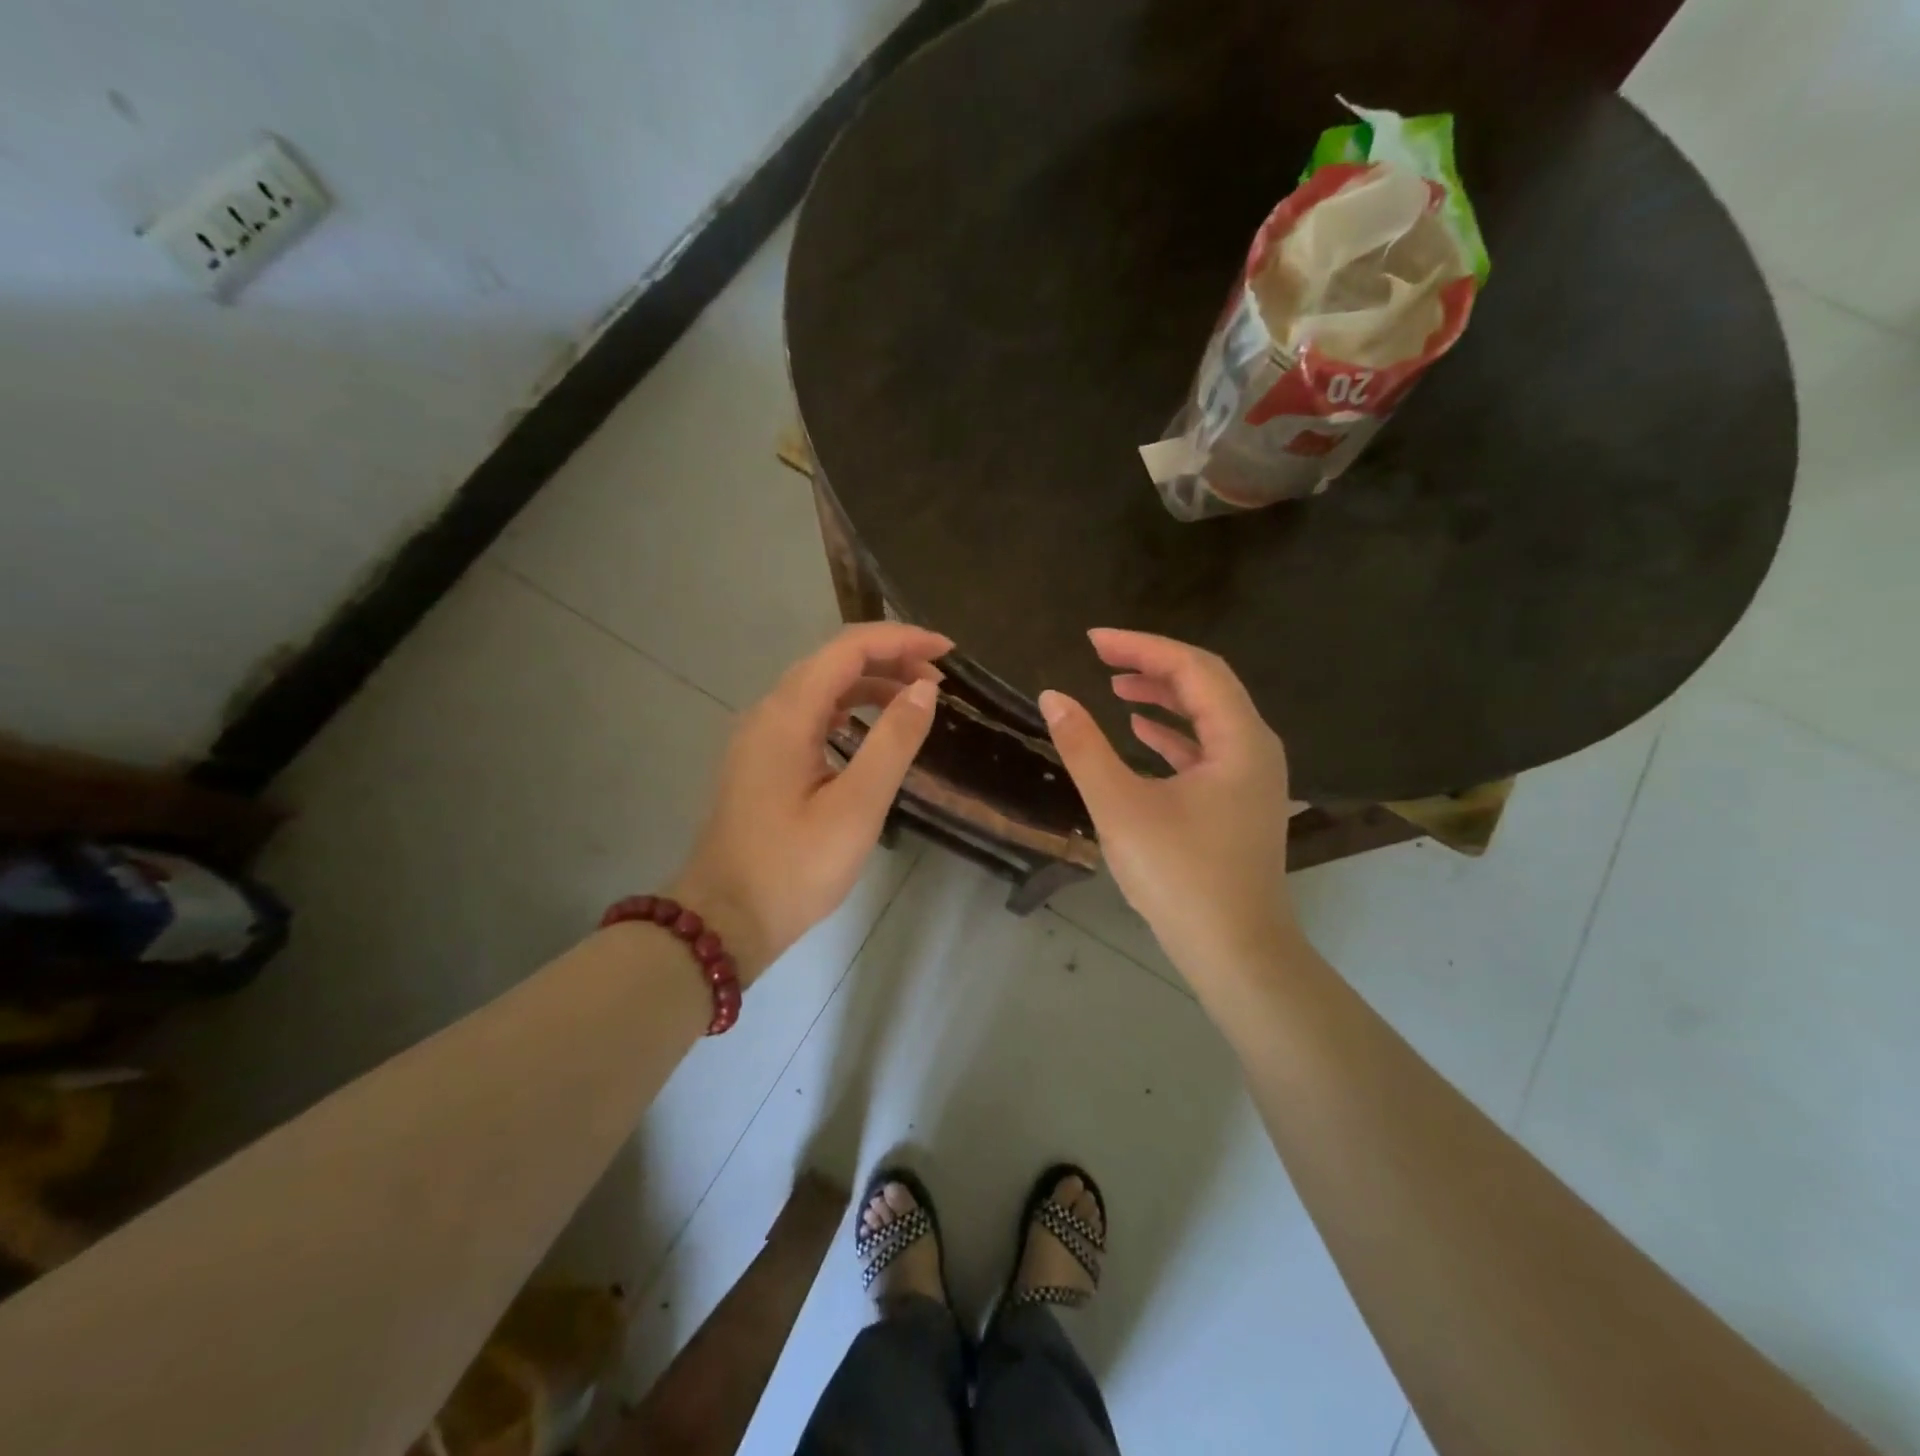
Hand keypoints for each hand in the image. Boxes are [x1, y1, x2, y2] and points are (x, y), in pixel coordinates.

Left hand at [672, 622, 950, 983]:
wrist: (725, 919)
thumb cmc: (794, 868)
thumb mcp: (857, 807)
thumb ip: (893, 742)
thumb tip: (924, 689)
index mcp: (787, 715)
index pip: (848, 650)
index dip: (901, 640)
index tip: (948, 652)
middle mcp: (768, 713)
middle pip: (832, 662)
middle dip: (889, 658)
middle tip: (940, 680)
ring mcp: (760, 737)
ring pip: (820, 688)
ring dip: (870, 684)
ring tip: (916, 700)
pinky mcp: (762, 760)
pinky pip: (809, 715)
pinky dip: (848, 709)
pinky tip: (870, 729)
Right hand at [1039, 629, 1297, 983]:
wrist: (1235, 951)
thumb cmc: (1180, 876)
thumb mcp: (1120, 807)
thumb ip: (1084, 747)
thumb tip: (1052, 697)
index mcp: (1239, 740)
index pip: (1192, 668)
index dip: (1141, 647)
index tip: (1093, 640)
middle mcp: (1255, 748)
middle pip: (1206, 684)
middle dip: (1152, 664)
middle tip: (1101, 656)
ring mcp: (1252, 777)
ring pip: (1208, 716)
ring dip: (1163, 695)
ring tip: (1116, 686)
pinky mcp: (1239, 802)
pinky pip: (1207, 748)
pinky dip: (1172, 733)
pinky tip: (1140, 730)